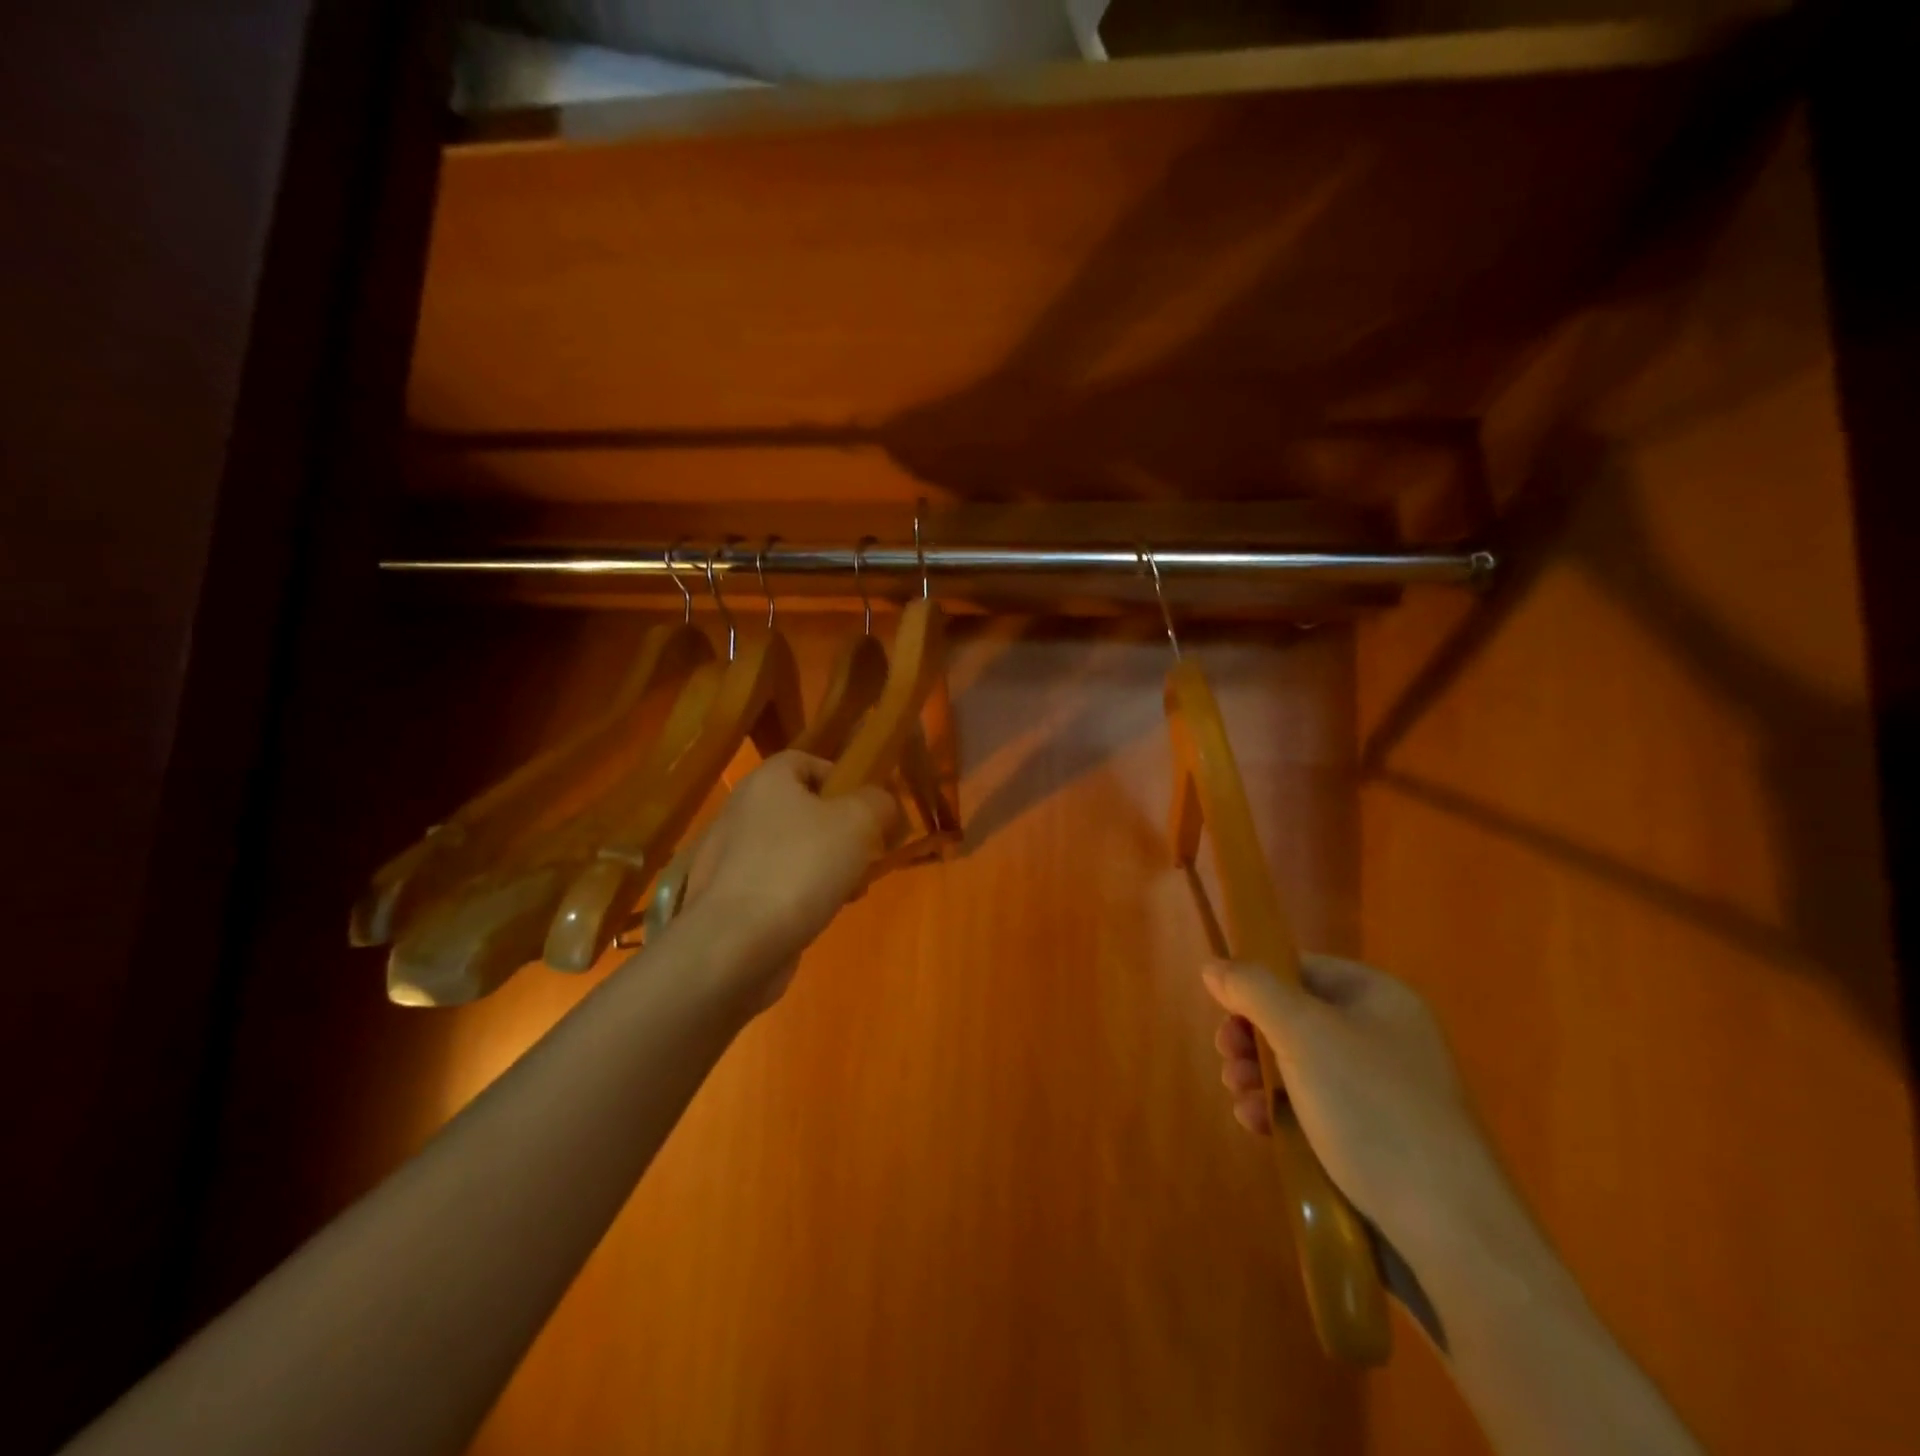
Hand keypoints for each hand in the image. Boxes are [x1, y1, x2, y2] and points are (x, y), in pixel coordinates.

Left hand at [677, 752, 899, 1010]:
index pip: (806, 762)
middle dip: (840, 831)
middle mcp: (741, 811)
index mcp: (767, 781)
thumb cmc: (800, 868)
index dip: (841, 779)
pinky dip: (799, 895)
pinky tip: (820, 916)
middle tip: (867, 854)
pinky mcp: (727, 899)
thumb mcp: (859, 822)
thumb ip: (878, 802)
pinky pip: (774, 884)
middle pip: (802, 809)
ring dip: (825, 866)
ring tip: (850, 891)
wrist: (735, 944)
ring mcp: (728, 857)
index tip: (868, 809)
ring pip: (791, 850)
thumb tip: (881, 804)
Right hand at [1203, 954, 1509, 1259]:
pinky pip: (1314, 1108)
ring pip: (1297, 1065)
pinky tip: (1258, 1127)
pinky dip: (1280, 1111)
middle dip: (1251, 1037)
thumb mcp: (1303, 1033)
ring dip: (1258, 1076)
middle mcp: (1382, 1035)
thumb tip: (1213, 966)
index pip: (1301, 968)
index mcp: (1378, 997)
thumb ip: (1252, 989)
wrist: (1449, 1232)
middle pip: (1294, 1017)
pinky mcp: (1375, 1139)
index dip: (1256, 984)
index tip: (1223, 1012)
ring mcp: (1381, 1090)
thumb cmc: (1372, 1110)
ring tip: (1239, 1097)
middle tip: (1227, 1058)